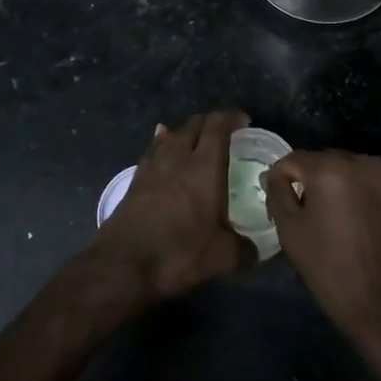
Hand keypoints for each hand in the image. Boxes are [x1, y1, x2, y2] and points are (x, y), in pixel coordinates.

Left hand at [89, 109, 254, 305]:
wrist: (124, 264)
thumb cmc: (178, 254)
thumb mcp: (221, 258)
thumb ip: (243, 249)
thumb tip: (256, 250)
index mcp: (205, 168)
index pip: (218, 126)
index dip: (231, 117)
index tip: (244, 120)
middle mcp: (179, 157)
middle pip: (194, 124)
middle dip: (211, 122)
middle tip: (224, 133)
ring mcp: (154, 165)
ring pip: (172, 133)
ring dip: (187, 131)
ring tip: (196, 139)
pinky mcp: (136, 178)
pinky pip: (154, 149)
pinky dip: (163, 142)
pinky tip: (164, 145)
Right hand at [265, 150, 380, 352]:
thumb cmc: (333, 272)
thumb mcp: (291, 233)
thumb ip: (277, 194)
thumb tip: (276, 175)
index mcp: (331, 168)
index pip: (293, 160)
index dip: (282, 182)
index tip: (282, 209)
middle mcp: (363, 163)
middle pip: (325, 162)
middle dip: (313, 183)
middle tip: (311, 217)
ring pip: (353, 173)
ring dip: (341, 189)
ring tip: (340, 224)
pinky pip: (376, 188)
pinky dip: (366, 200)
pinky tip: (366, 230)